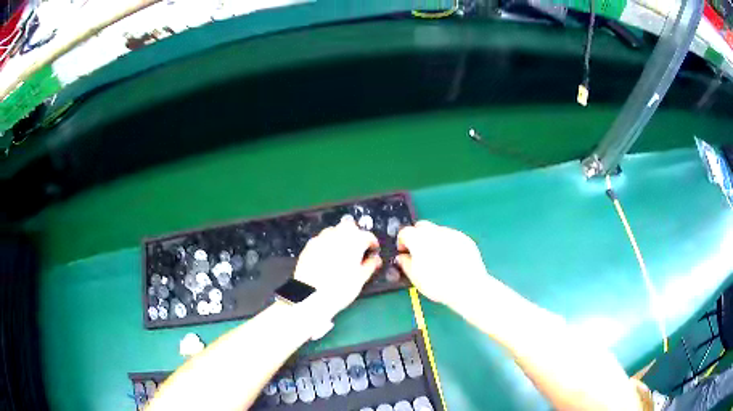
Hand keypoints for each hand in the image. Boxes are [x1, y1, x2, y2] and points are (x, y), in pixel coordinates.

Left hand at [294, 219, 381, 319]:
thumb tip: (375, 260)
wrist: (310, 295)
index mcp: (354, 241)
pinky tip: (328, 258)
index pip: (368, 236)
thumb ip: (370, 265)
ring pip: (335, 231)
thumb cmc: (339, 289)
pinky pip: (322, 239)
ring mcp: (322, 238)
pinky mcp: (310, 245)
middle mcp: (338, 235)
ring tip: (343, 255)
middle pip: (350, 228)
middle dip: (356, 236)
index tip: (373, 252)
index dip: (373, 244)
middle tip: (359, 251)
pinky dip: (328, 245)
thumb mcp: (360, 279)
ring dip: (341, 238)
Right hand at [396, 221, 488, 306]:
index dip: (402, 242)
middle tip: (419, 253)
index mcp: (419, 239)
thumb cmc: (437, 284)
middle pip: (421, 226)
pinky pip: (451, 237)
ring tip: (437, 258)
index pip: (404, 232)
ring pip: (437, 231)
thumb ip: (405, 263)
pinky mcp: (465, 239)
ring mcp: (452, 233)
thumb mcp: (415, 277)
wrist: (468, 287)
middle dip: (417, 236)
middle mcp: (435, 231)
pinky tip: (451, 259)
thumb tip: (402, 257)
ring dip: (433, 240)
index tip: (404, 252)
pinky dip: (447, 244)